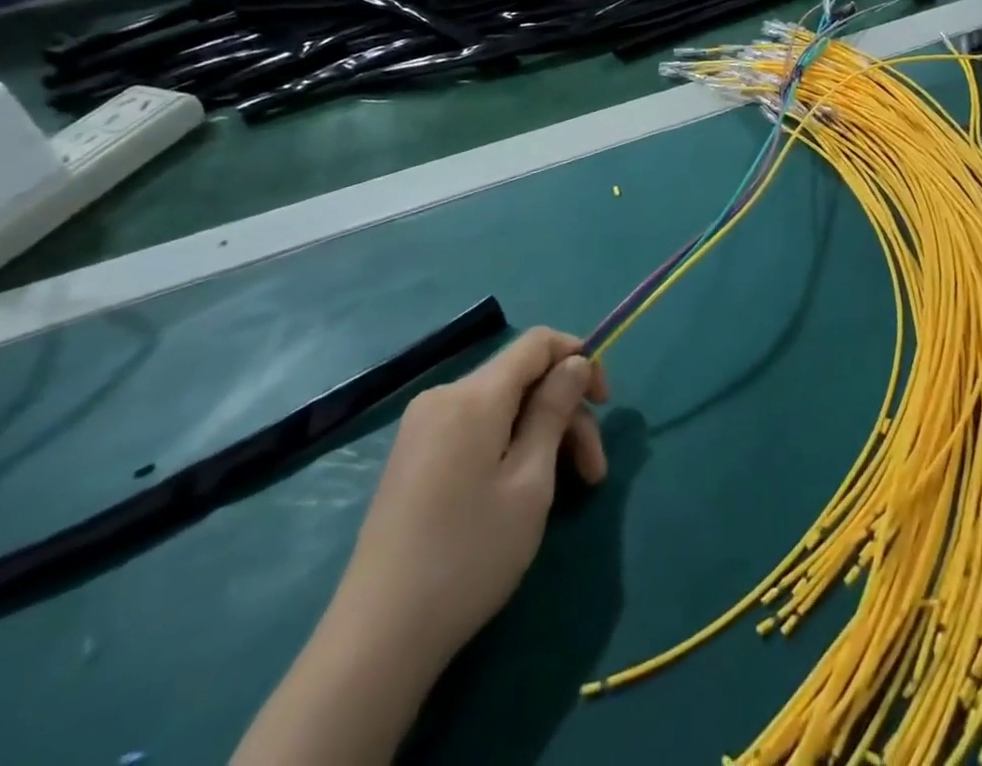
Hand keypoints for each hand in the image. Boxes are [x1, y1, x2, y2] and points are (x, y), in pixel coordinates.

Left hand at [330, 327, 608, 664]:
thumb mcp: (530, 481)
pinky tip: (524, 489)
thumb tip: (574, 362)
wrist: (376, 640)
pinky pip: (477, 428)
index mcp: (473, 395)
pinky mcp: (414, 458)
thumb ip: (554, 410)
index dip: (578, 357)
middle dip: (566, 414)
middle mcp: (444, 397)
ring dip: (543, 435)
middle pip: (523, 379)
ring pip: (503, 407)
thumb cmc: (469, 554)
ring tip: (571, 489)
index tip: (605, 402)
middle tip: (594, 472)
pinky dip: (511, 445)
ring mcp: (423, 428)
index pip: (538, 342)